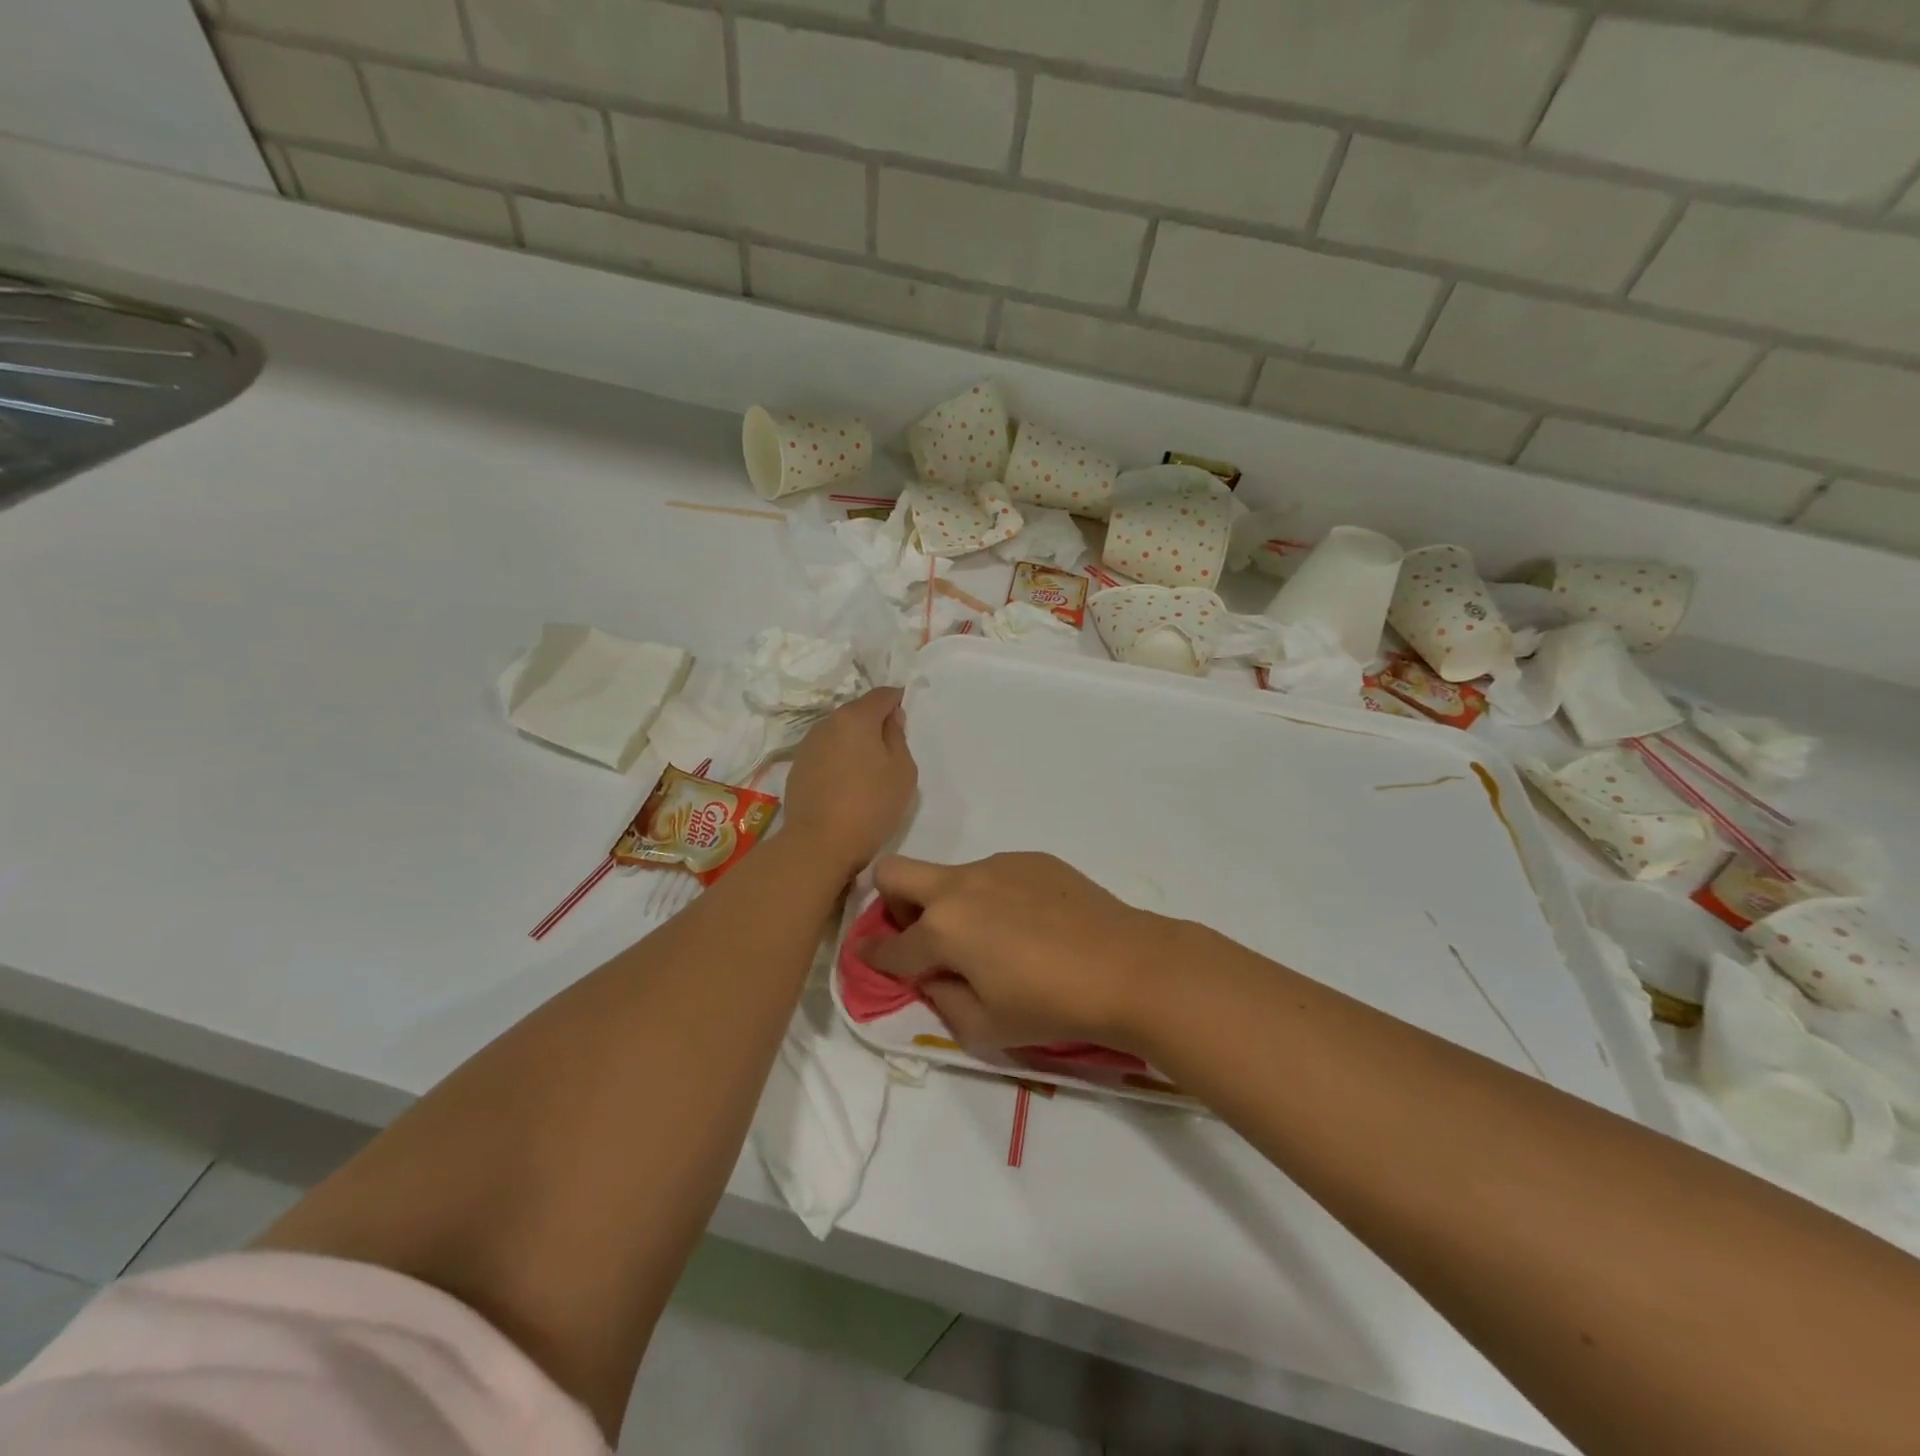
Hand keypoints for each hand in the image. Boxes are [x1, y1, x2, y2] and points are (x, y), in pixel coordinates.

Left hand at [780, 689, 917, 874]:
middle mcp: (828, 723)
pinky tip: (846, 783)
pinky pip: (825, 752)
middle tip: (891, 749)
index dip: (897, 700)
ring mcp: (808, 744)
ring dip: (854, 742)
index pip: (882, 695)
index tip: (906, 716)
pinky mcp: (797, 766)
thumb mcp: (902, 771)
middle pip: (858, 712)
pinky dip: (838, 758)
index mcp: (856, 717)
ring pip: (839, 732)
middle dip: (875, 723)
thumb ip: (898, 737)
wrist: (819, 843)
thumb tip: (891, 718)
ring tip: (868, 769)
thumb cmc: (871, 805)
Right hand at [861, 853, 1178, 1053]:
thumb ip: (943, 1001)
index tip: (869, 958)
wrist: (1128, 967)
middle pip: (894, 872)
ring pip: (950, 874)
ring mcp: (997, 865)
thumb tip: (933, 977)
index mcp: (942, 929)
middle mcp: (960, 886)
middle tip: (920, 935)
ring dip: (951, 902)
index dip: (872, 957)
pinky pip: (994, 873)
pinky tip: (1031, 924)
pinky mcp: (1032, 858)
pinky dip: (993, 896)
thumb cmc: (1052, 1006)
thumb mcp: (986, 1027)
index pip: (890, 944)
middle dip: (891, 902)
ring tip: (996, 938)